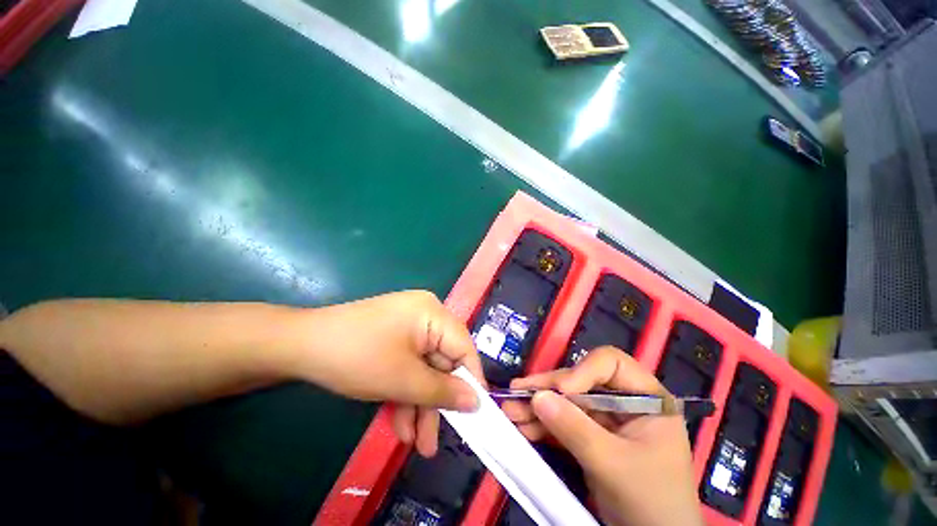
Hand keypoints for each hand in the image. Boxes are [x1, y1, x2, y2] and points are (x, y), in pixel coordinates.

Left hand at [298, 291, 483, 456]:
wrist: (299, 346)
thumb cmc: (358, 357)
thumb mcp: (403, 379)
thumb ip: (443, 392)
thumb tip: (476, 402)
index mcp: (433, 313)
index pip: (464, 347)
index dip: (471, 380)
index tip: (475, 414)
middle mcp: (425, 315)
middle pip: (442, 362)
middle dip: (436, 402)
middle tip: (434, 441)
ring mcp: (408, 326)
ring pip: (424, 368)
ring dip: (419, 404)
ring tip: (415, 443)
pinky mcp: (394, 337)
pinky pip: (408, 365)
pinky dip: (404, 392)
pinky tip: (398, 423)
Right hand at [502, 347, 701, 525]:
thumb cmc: (651, 502)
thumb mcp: (614, 464)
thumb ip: (575, 429)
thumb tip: (538, 398)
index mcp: (645, 397)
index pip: (610, 363)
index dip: (582, 370)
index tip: (560, 389)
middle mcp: (624, 401)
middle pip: (580, 381)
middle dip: (548, 389)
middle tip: (517, 392)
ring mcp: (606, 420)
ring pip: (567, 402)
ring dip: (538, 406)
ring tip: (510, 410)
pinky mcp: (591, 437)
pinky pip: (564, 423)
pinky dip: (542, 424)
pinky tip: (521, 425)